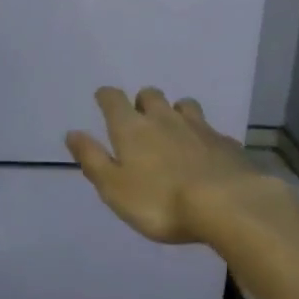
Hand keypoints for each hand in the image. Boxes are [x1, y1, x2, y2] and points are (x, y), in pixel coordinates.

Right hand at [64, 87, 285, 244]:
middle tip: (140, 119)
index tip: (103, 100)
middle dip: (142, 101)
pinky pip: (210, 130)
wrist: (226, 204)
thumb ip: (92, 159)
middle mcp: (163, 118)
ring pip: (183, 105)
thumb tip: (72, 133)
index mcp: (131, 127)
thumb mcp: (114, 188)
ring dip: (175, 112)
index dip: (106, 97)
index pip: (113, 98)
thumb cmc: (160, 201)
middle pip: (150, 95)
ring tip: (174, 129)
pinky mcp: (225, 142)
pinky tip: (205, 153)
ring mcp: (198, 127)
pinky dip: (203, 136)